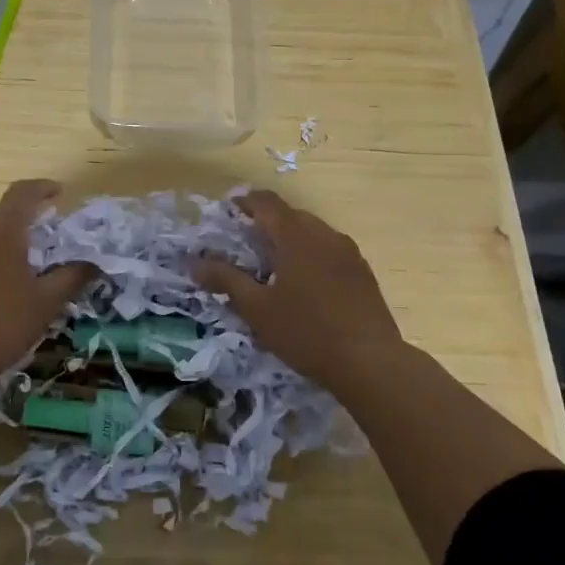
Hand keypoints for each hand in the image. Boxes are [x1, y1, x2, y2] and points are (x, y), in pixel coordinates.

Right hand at [195, 190, 403, 386]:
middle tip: (246, 242)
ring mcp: (349, 253)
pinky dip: (311, 255)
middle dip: (267, 222)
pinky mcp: (363, 273)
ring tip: (274, 265)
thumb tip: (193, 262)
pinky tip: (306, 284)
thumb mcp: (257, 309)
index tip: (229, 210)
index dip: (245, 201)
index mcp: (296, 236)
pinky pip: (330, 251)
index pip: (267, 203)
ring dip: (291, 239)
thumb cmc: (307, 332)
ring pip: (313, 233)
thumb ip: (225, 280)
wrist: (371, 362)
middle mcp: (325, 234)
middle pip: (291, 215)